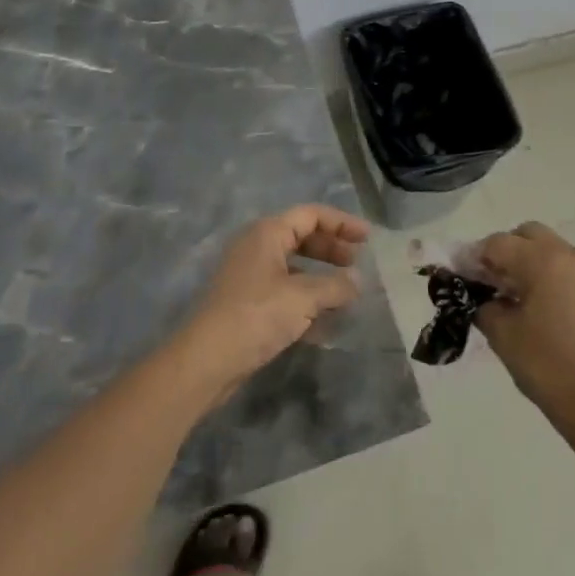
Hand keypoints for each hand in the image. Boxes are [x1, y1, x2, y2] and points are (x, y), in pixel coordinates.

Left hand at [175, 205, 367, 403]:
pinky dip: (307, 300)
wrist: (206, 360)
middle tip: (358, 263)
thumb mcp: (303, 297)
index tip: (368, 238)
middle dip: (332, 249)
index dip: (342, 223)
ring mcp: (250, 276)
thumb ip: (335, 286)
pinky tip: (326, 321)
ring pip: (294, 267)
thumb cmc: (256, 315)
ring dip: (322, 277)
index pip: (311, 215)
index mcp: (267, 233)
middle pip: (302, 237)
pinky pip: (285, 291)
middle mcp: (257, 247)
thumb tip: (357, 282)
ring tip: (347, 293)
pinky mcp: (248, 304)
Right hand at [474, 222, 574, 459]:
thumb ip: (484, 305)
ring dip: (527, 261)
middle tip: (489, 282)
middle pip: (527, 235)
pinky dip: (548, 273)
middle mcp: (569, 255)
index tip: (460, 277)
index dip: (474, 257)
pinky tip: (536, 304)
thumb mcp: (503, 336)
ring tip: (512, 295)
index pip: (497, 243)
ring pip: (549, 248)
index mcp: (543, 260)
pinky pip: (566, 267)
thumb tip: (479, 295)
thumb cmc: (549, 367)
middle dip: (504, 251)